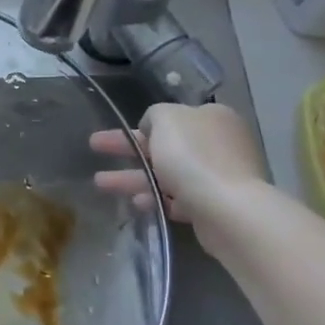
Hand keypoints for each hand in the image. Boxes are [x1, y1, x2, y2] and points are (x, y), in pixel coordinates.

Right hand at [90, 102, 268, 224]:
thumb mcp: (166, 119)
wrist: (228, 209)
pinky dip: (155, 198)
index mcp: (212, 117)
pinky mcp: (214, 205)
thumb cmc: (193, 156)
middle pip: (165, 144)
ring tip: (100, 183)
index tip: (121, 131)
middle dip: (128, 149)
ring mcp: (218, 175)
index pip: (173, 117)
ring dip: (133, 177)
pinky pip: (178, 198)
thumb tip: (153, 127)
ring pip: (167, 173)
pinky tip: (135, 202)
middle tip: (96, 147)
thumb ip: (154, 115)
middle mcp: (218, 143)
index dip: (143, 124)